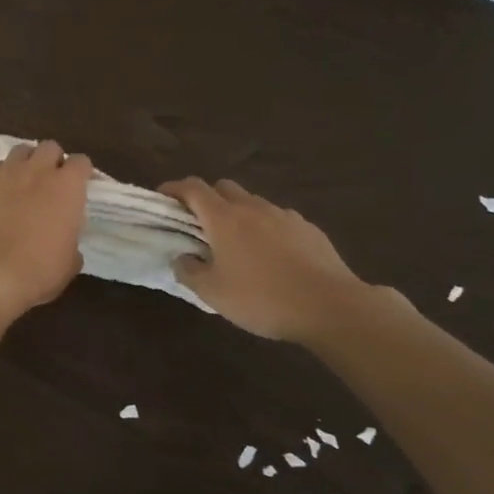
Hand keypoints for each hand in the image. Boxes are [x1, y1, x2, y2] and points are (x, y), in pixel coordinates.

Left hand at [0, 141, 92, 321]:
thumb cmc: (37, 271)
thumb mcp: (69, 263)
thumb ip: (72, 242)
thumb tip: (66, 242)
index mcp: (67, 187)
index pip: (81, 162)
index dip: (82, 173)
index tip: (80, 187)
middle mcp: (38, 171)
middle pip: (50, 147)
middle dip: (53, 160)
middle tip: (51, 182)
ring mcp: (6, 173)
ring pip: (21, 150)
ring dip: (26, 162)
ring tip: (23, 181)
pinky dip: (0, 174)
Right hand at [160, 177, 371, 343]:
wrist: (331, 306)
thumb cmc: (262, 298)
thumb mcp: (213, 293)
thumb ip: (189, 272)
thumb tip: (181, 258)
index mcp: (224, 218)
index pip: (192, 188)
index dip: (174, 188)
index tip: (162, 197)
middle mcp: (252, 208)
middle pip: (223, 187)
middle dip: (206, 198)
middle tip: (199, 224)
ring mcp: (284, 215)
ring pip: (252, 202)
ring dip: (238, 213)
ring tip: (237, 243)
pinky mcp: (309, 229)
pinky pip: (278, 219)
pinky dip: (266, 228)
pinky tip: (271, 255)